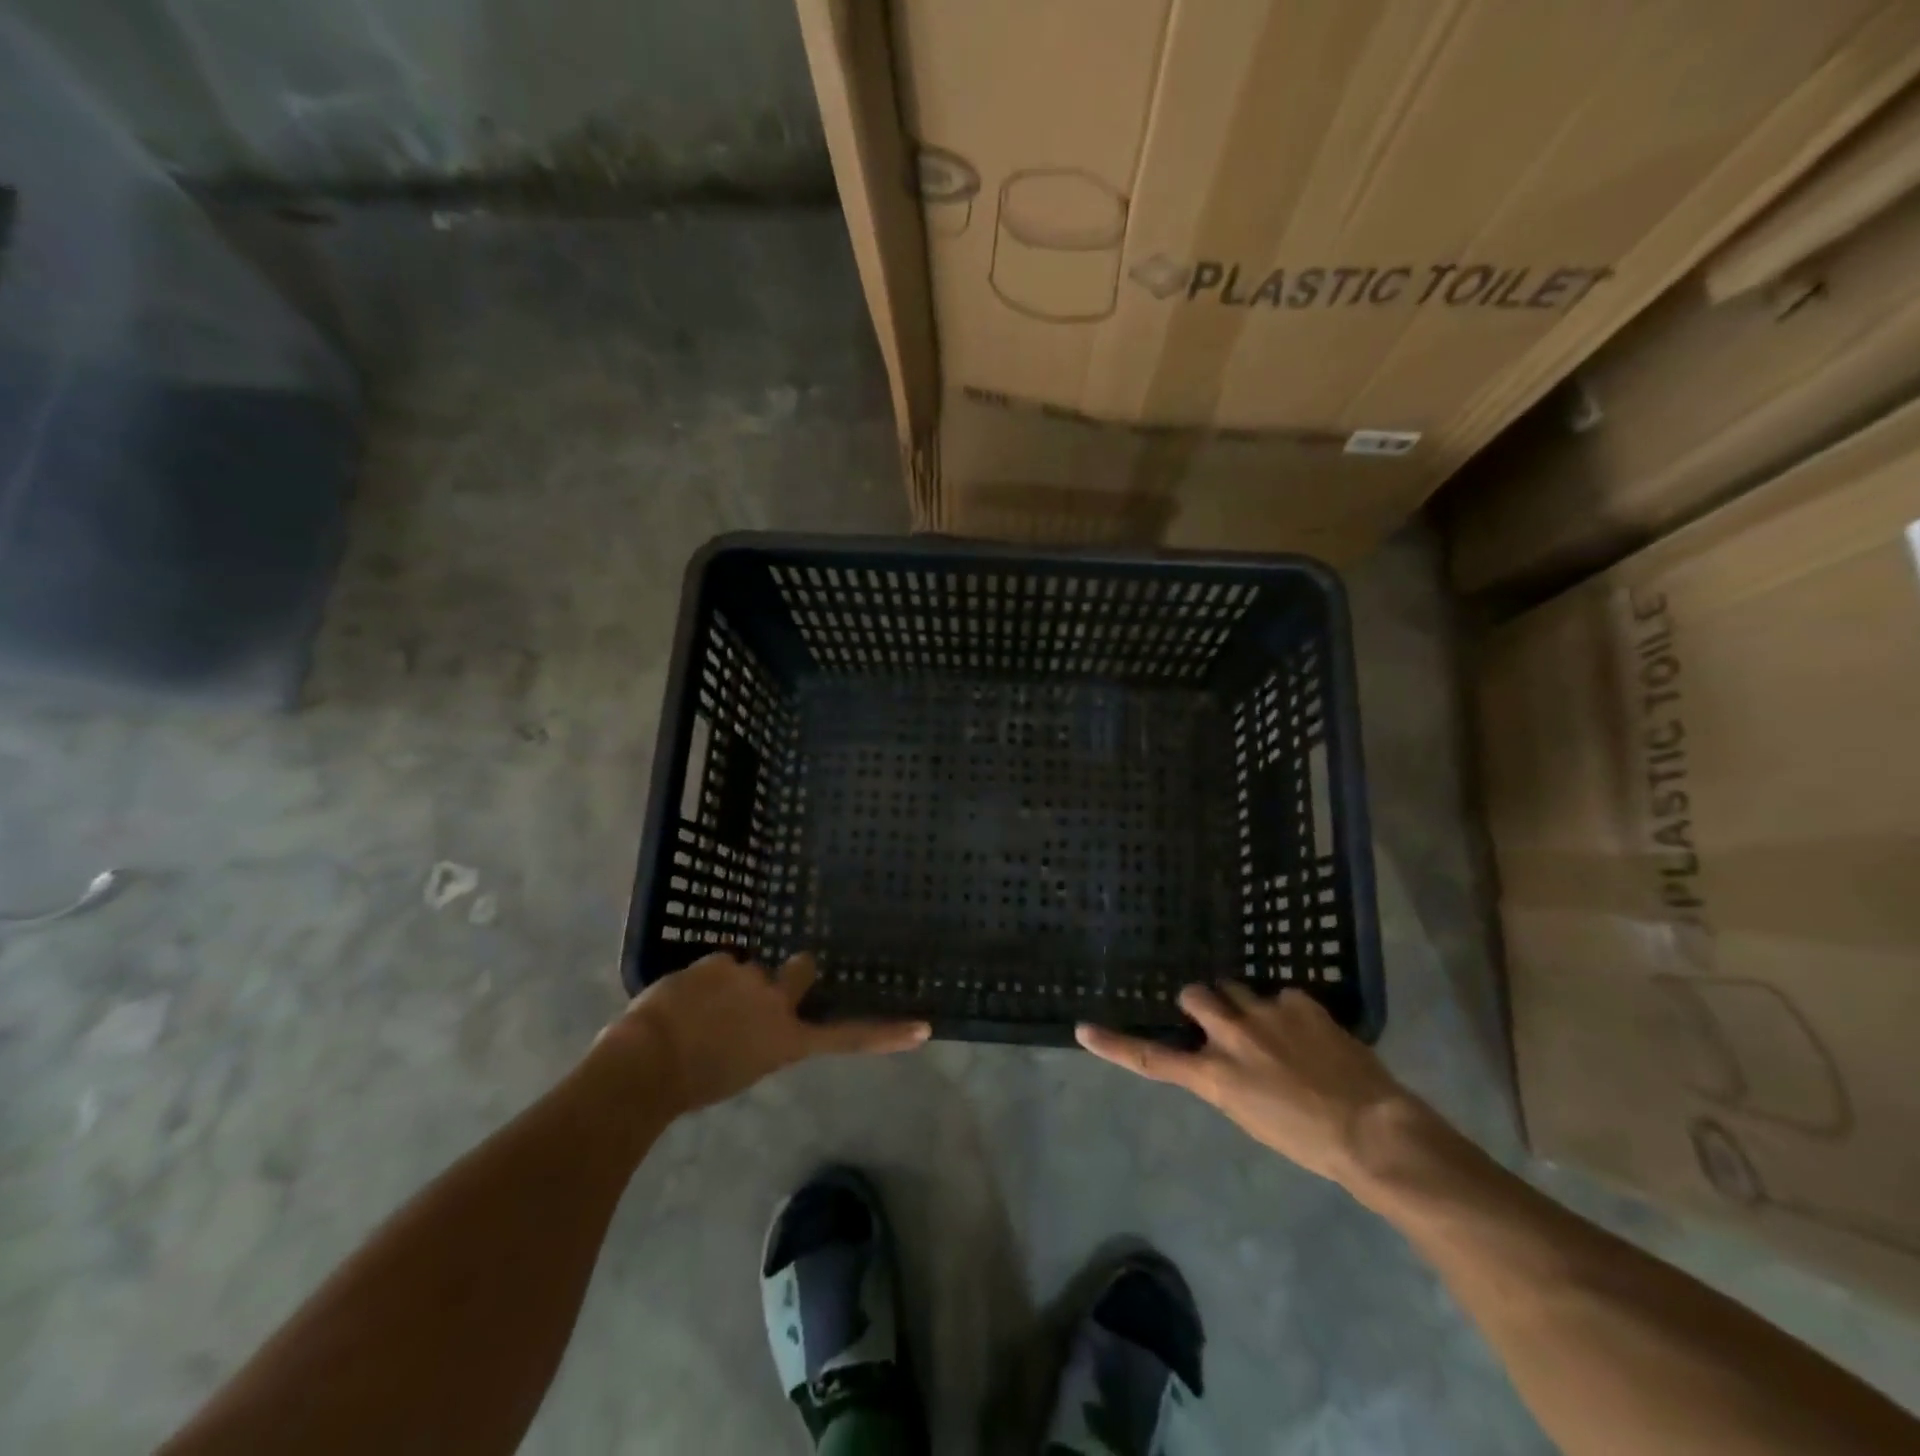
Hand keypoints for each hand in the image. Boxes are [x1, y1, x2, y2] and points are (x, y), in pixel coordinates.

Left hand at [601, 952, 929, 1112]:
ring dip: (730, 983)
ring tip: (696, 1010)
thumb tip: (755, 1024)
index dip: (886, 1033)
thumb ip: (760, 1041)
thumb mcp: (741, 1070)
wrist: (646, 1066)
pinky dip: (702, 980)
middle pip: (801, 969)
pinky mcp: (720, 961)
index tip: (923, 1028)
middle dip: (791, 972)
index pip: (845, 1036)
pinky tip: (680, 999)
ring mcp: (750, 976)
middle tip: (762, 987)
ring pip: (746, 969)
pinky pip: (716, 965)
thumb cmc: (690, 1084)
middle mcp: (778, 1002)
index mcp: (786, 1040)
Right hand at [1077, 983, 1423, 1189]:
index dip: (1115, 1044)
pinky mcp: (1298, 1001)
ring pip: (1233, 987)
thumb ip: (1226, 1079)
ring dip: (1241, 1002)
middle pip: (1193, 995)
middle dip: (1199, 1002)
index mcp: (1214, 1076)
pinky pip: (1281, 995)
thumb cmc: (1309, 1141)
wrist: (1373, 1132)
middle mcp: (1230, 1036)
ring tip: (1269, 1026)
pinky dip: (1288, 1011)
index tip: (1083, 1029)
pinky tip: (1312, 1033)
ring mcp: (1264, 1013)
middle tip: (1218, 1017)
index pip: (1153, 1059)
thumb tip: (1221, 1058)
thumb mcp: (1251, 1116)